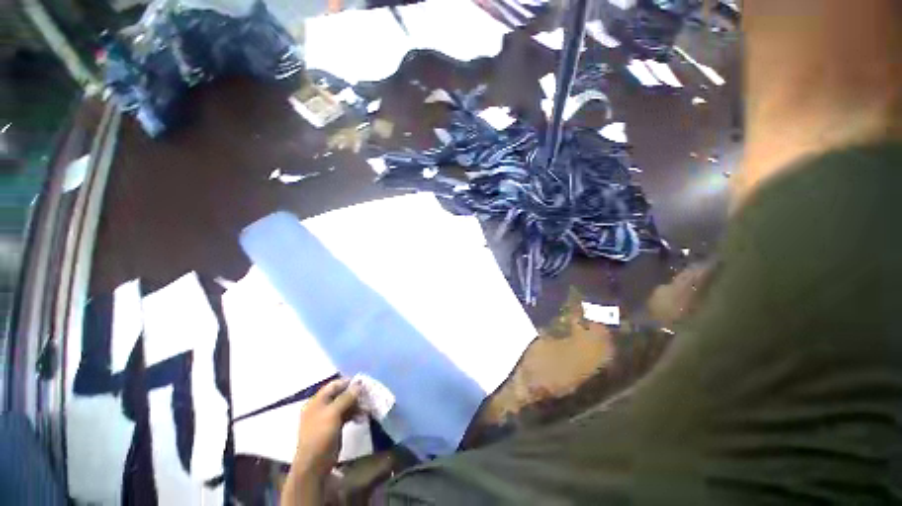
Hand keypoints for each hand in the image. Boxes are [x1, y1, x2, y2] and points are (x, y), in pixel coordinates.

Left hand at [292, 378, 361, 477]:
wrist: (315, 461)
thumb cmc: (321, 436)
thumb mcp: (332, 415)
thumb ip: (344, 399)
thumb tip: (358, 385)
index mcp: (316, 401)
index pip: (332, 386)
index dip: (347, 383)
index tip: (365, 383)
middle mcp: (320, 408)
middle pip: (338, 396)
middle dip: (353, 395)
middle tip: (371, 397)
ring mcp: (326, 419)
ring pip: (342, 407)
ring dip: (355, 406)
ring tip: (369, 409)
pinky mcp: (333, 430)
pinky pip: (344, 418)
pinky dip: (353, 416)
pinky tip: (362, 418)